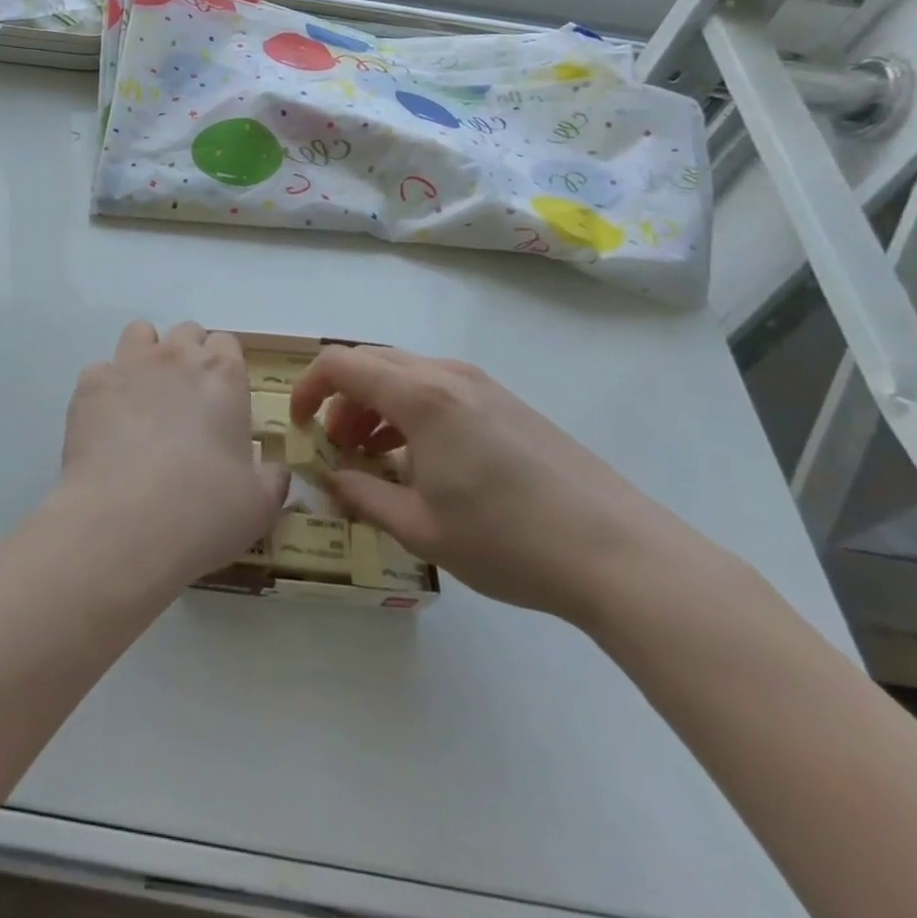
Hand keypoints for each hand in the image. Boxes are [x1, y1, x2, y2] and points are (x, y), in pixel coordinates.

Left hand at [60, 321, 289, 576]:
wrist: (124, 523)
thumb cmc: (204, 511)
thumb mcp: (260, 505)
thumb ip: (271, 478)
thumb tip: (274, 471)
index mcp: (223, 376)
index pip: (227, 344)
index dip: (225, 368)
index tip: (222, 400)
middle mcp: (176, 357)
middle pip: (186, 332)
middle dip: (188, 356)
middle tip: (186, 402)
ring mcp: (128, 365)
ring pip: (140, 333)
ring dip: (146, 355)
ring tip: (145, 398)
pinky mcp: (89, 385)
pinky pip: (100, 370)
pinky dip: (106, 389)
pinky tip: (107, 424)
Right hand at [290, 346, 684, 624]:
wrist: (619, 554)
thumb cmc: (509, 541)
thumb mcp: (420, 528)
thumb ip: (363, 496)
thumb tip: (330, 479)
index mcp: (421, 397)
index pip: (340, 364)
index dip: (306, 388)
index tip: (297, 426)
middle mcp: (447, 375)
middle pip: (371, 363)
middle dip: (340, 400)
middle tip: (336, 449)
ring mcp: (482, 385)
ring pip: (404, 374)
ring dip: (375, 406)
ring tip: (374, 458)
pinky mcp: (506, 402)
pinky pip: (438, 389)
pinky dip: (409, 411)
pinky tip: (422, 460)